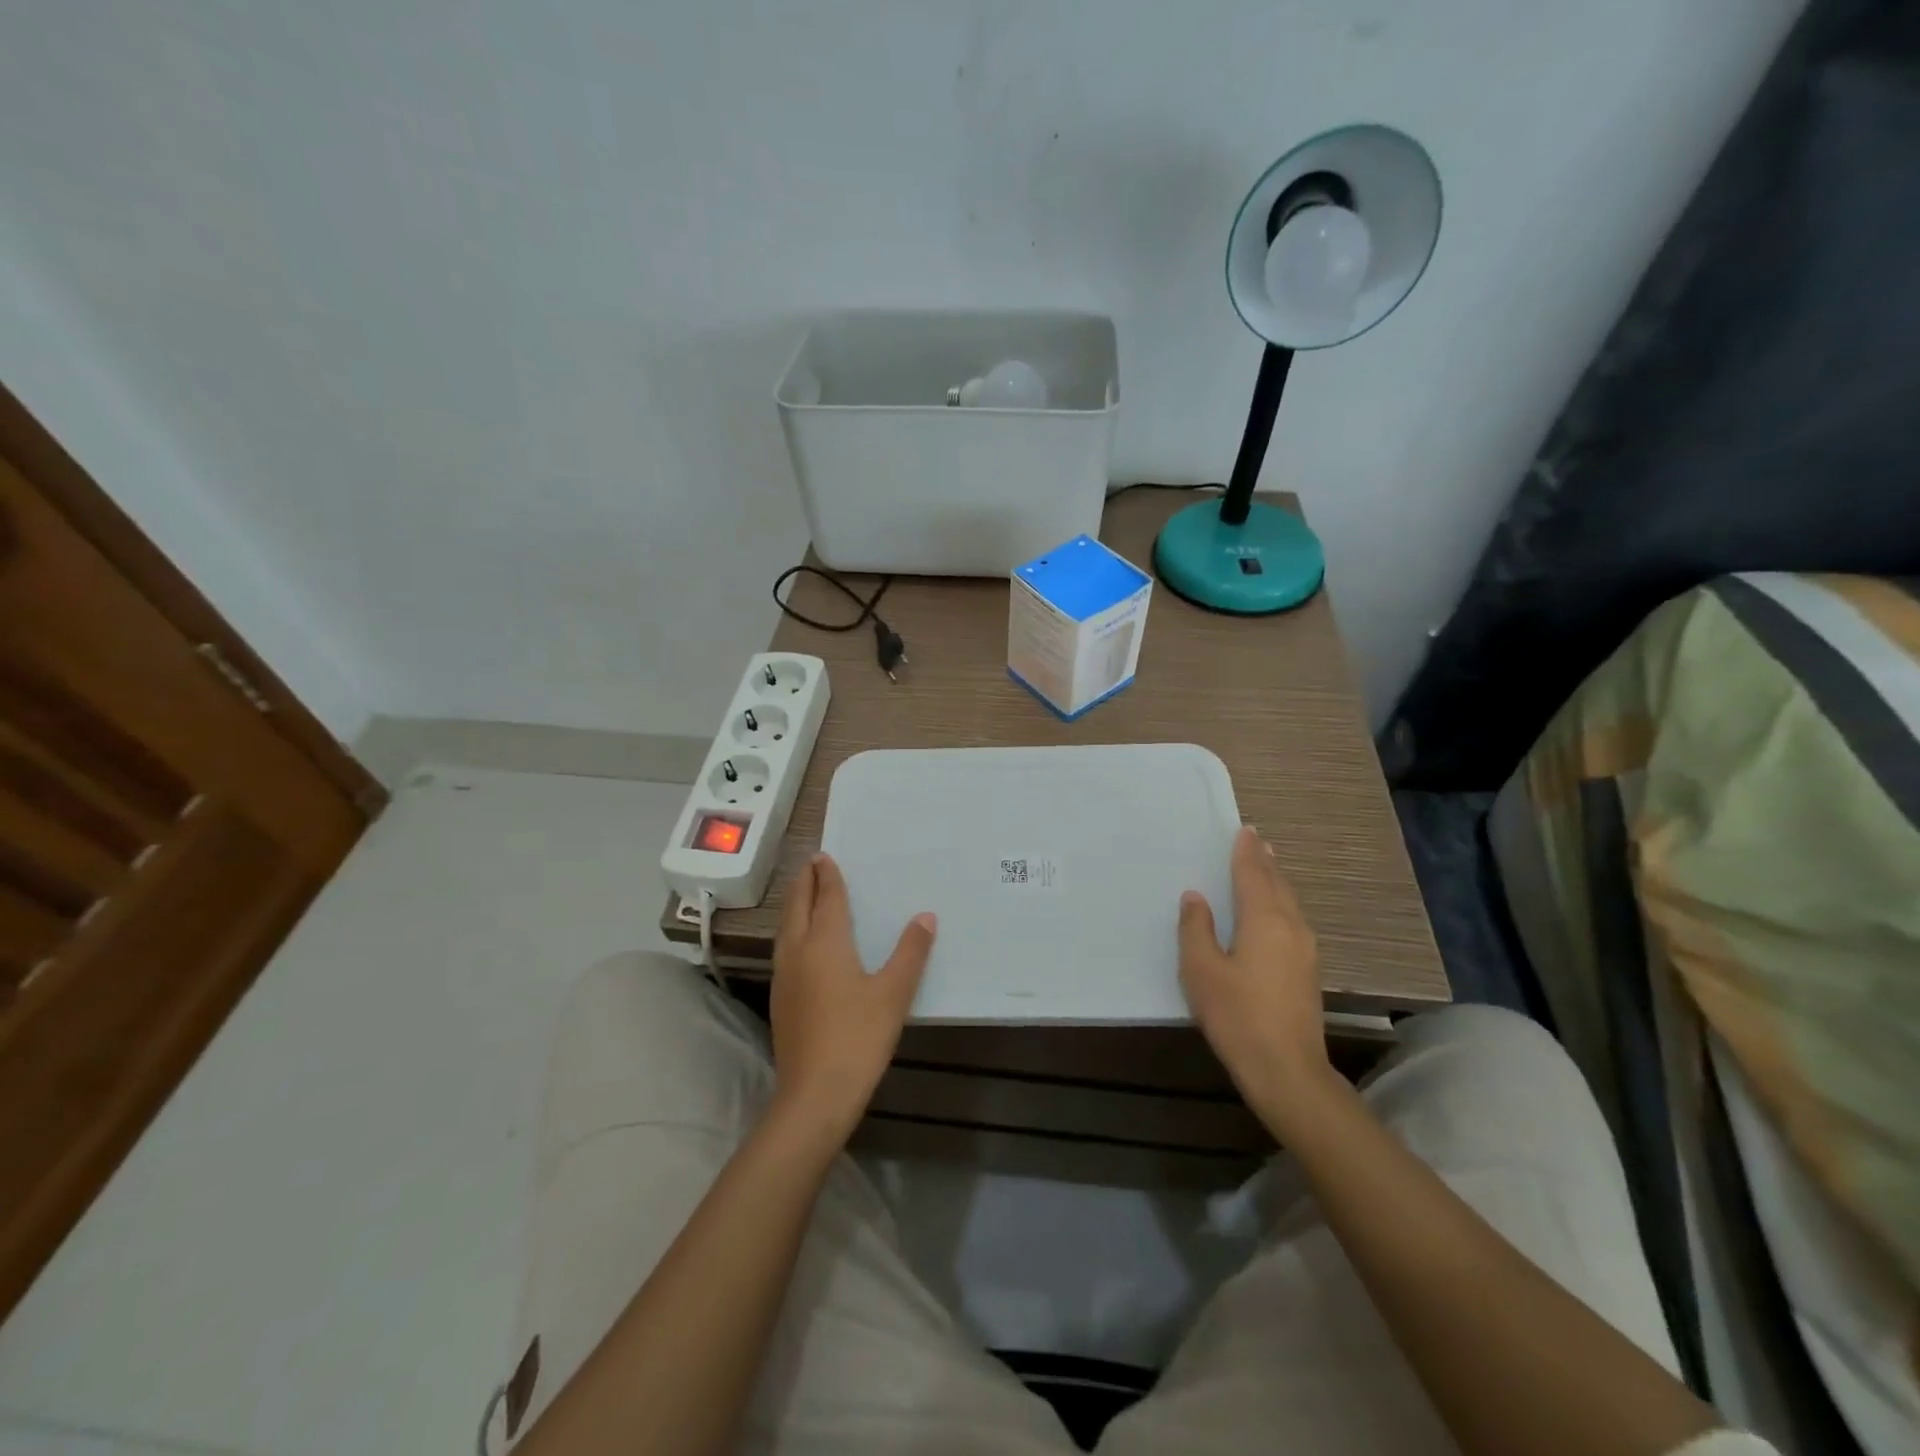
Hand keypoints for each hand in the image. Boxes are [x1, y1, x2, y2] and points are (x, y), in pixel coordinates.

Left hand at [769, 853, 934, 1148]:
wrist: (815, 1094)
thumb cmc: (858, 1037)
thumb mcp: (894, 993)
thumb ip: (910, 952)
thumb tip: (925, 916)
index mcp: (825, 942)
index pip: (826, 898)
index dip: (827, 876)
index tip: (824, 856)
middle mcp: (799, 951)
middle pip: (798, 907)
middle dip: (804, 883)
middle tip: (810, 864)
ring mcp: (785, 976)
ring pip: (786, 928)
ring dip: (795, 906)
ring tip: (804, 895)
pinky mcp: (781, 999)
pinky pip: (785, 948)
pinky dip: (793, 930)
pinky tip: (802, 944)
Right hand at [1178, 826, 1332, 1125]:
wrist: (1287, 1071)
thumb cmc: (1237, 1016)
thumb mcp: (1202, 971)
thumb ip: (1196, 929)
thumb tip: (1196, 897)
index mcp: (1264, 921)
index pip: (1253, 875)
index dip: (1246, 852)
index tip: (1244, 830)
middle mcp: (1291, 928)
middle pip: (1278, 885)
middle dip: (1265, 863)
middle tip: (1256, 842)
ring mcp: (1305, 951)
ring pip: (1289, 904)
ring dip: (1276, 882)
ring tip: (1266, 868)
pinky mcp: (1307, 972)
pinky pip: (1293, 921)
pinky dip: (1281, 904)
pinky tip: (1274, 913)